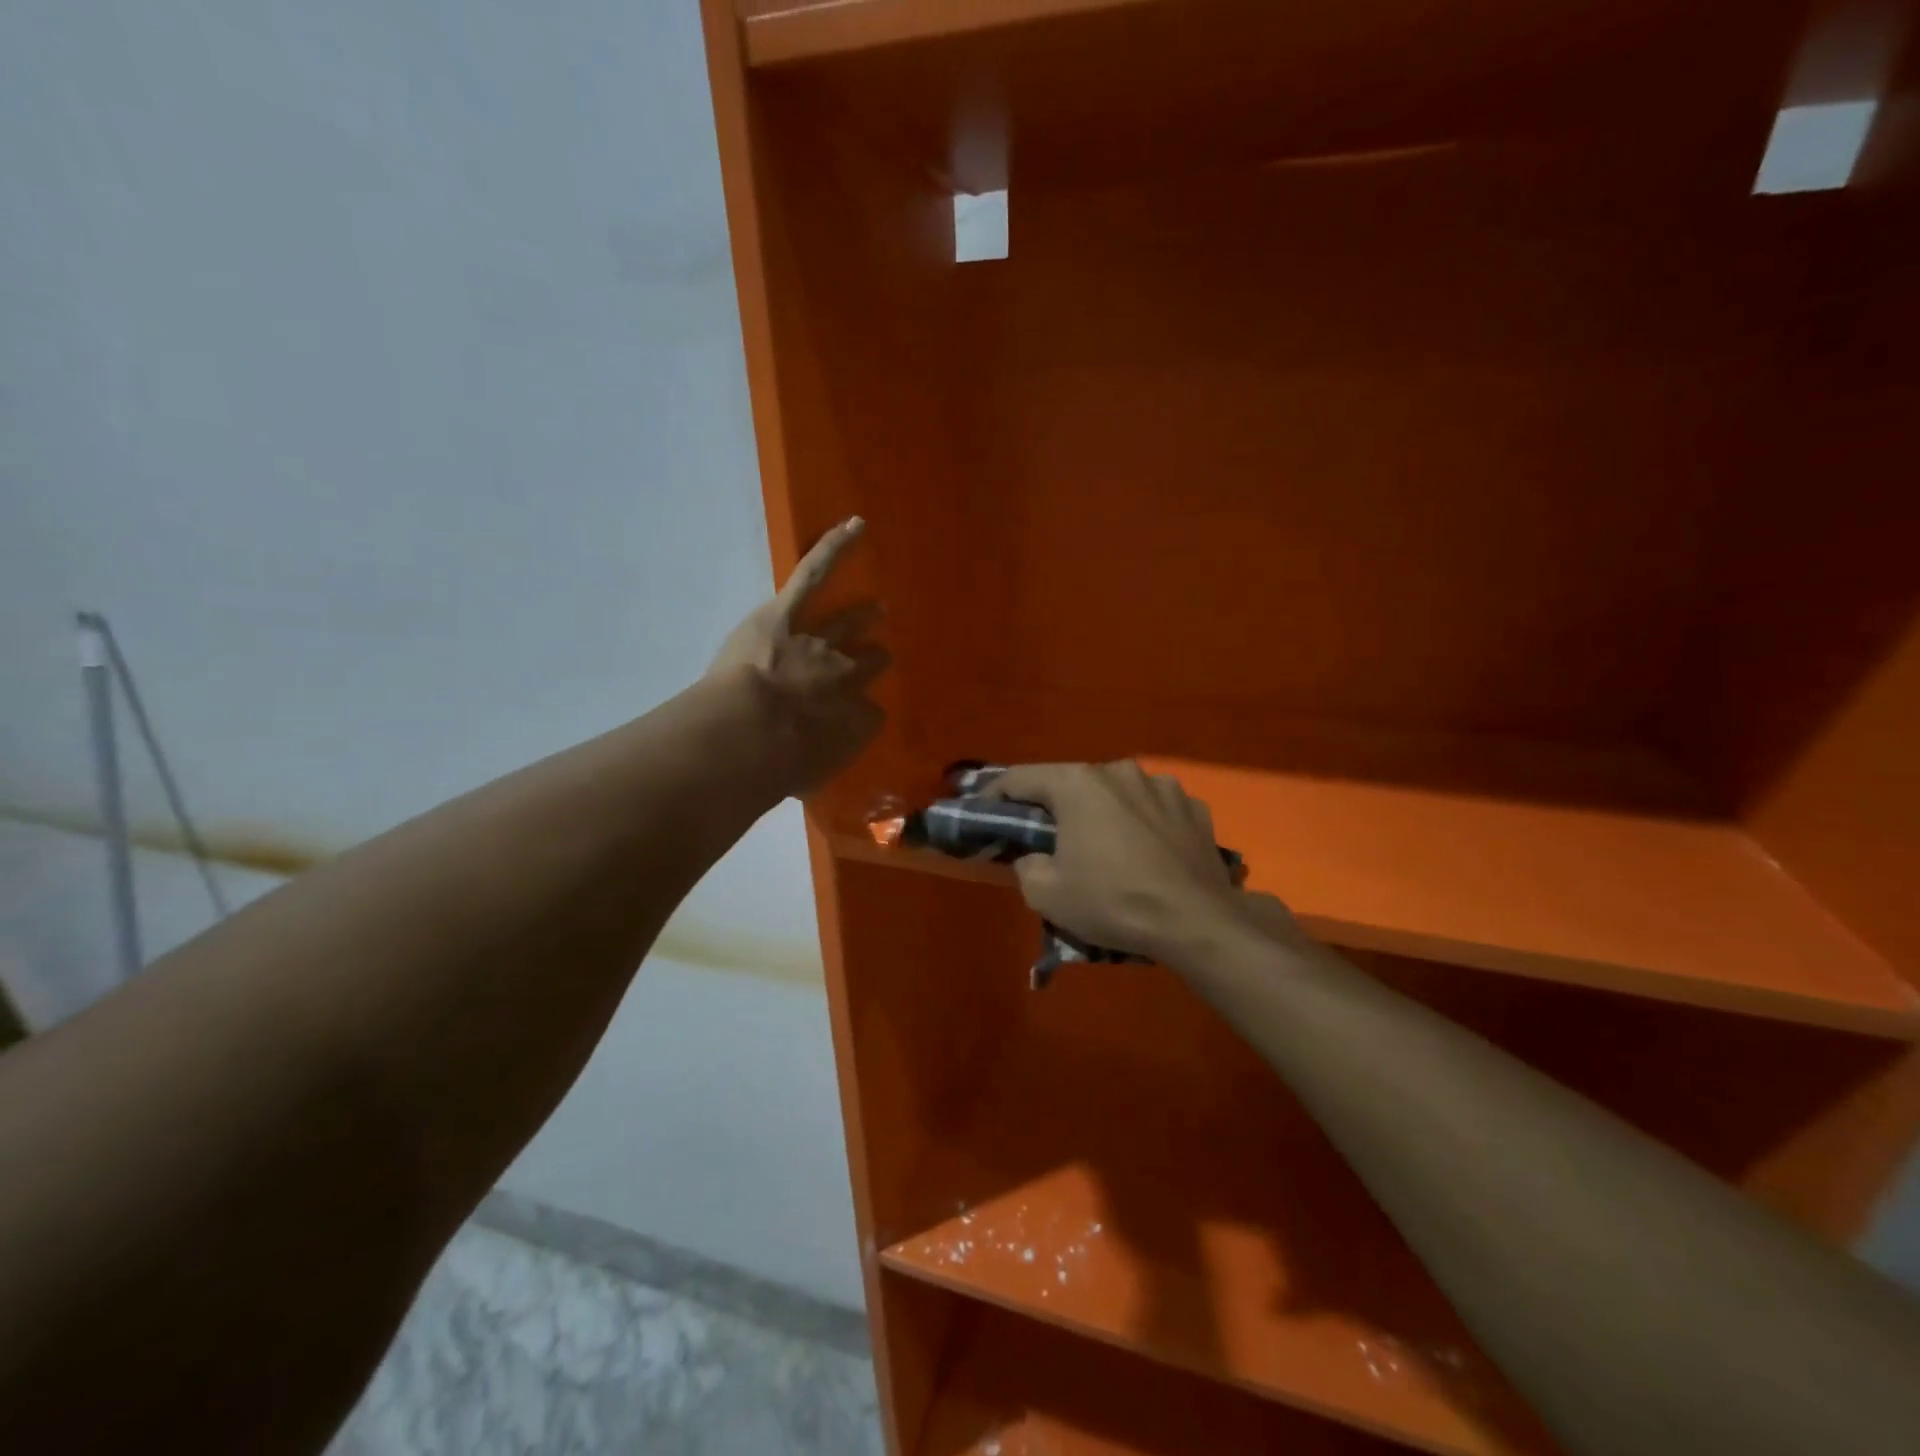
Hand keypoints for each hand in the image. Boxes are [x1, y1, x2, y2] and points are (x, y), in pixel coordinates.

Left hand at [709, 517, 888, 794]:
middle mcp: (848, 679)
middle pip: (867, 667)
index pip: (870, 715)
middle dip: (870, 663)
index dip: (863, 714)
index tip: (857, 716)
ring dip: (862, 618)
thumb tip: (806, 771)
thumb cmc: (775, 768)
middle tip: (877, 659)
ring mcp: (822, 641)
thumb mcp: (802, 780)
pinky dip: (835, 546)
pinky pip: (817, 574)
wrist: (751, 735)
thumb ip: (811, 770)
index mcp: (852, 722)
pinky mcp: (790, 613)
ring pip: (849, 626)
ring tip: (876, 610)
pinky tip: (855, 525)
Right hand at [987, 761, 1244, 964]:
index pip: (1021, 778)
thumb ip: (1026, 866)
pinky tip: (1146, 854)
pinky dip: (1143, 825)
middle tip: (1047, 838)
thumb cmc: (1112, 902)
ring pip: (1118, 794)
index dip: (996, 794)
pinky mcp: (1195, 808)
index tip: (984, 811)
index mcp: (1079, 783)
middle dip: (1055, 807)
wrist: (1196, 924)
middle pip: (1072, 783)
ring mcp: (1163, 786)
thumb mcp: (1046, 894)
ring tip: (1105, 848)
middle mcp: (1120, 771)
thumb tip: (1035, 857)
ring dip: (1104, 813)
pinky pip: (1155, 810)